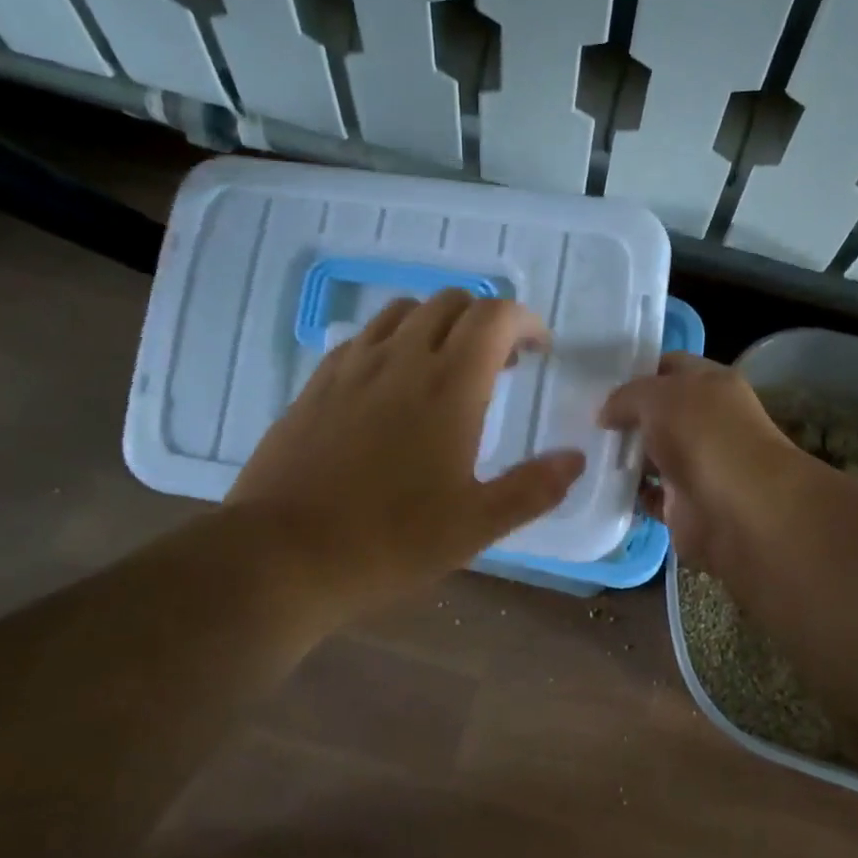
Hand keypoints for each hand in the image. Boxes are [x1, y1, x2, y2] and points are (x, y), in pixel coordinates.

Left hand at [227, 290, 585, 617]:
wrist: (282, 555)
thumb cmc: (389, 541)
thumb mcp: (476, 525)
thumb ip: (533, 488)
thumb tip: (574, 459)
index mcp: (449, 385)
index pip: (495, 316)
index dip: (525, 321)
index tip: (539, 350)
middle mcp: (402, 359)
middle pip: (452, 302)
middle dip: (486, 320)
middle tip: (500, 363)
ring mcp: (353, 366)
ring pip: (404, 311)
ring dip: (438, 324)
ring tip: (448, 366)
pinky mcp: (317, 382)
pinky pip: (365, 337)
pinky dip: (394, 341)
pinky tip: (392, 384)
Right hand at [599, 353, 807, 572]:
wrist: (737, 511)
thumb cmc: (702, 436)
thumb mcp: (657, 396)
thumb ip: (626, 396)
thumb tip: (606, 414)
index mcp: (712, 385)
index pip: (671, 366)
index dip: (637, 370)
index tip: (599, 379)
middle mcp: (708, 423)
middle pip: (659, 413)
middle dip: (625, 415)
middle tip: (580, 416)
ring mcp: (697, 465)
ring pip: (652, 455)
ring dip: (624, 456)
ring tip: (581, 450)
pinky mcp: (685, 505)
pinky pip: (649, 495)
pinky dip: (629, 493)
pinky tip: (600, 485)